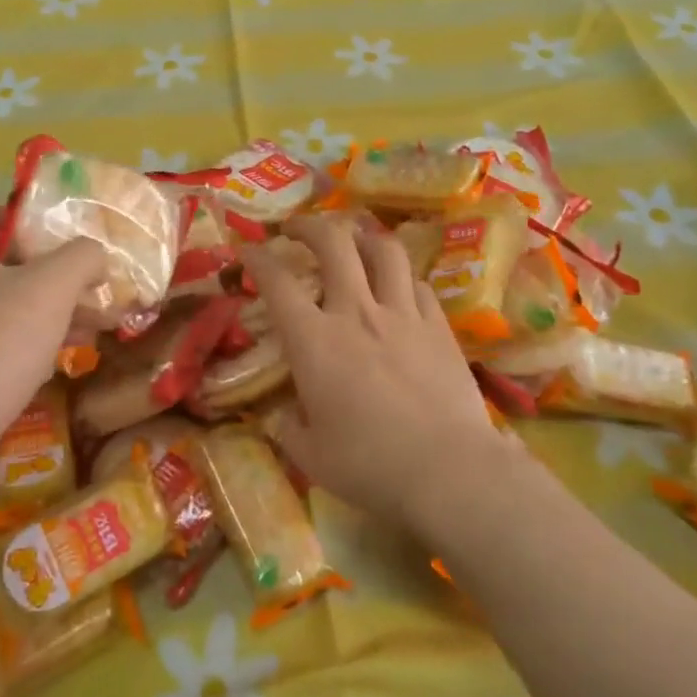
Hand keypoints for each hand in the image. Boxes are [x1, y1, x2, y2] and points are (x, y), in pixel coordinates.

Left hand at [0, 209, 104, 495]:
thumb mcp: (52, 287)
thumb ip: (81, 257)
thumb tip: (94, 255)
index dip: (36, 224)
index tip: (72, 246)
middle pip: (2, 264)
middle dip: (54, 277)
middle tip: (93, 292)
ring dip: (47, 313)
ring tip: (92, 328)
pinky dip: (23, 345)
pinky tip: (57, 362)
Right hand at [245, 214, 513, 532]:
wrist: (449, 471)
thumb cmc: (370, 465)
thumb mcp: (311, 456)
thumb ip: (291, 428)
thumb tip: (285, 416)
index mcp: (314, 341)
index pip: (277, 282)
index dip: (256, 258)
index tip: (246, 250)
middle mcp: (356, 312)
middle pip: (333, 243)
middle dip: (309, 226)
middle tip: (296, 230)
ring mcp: (403, 314)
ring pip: (384, 250)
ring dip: (362, 238)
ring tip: (352, 243)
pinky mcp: (439, 327)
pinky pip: (418, 284)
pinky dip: (401, 278)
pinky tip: (397, 288)